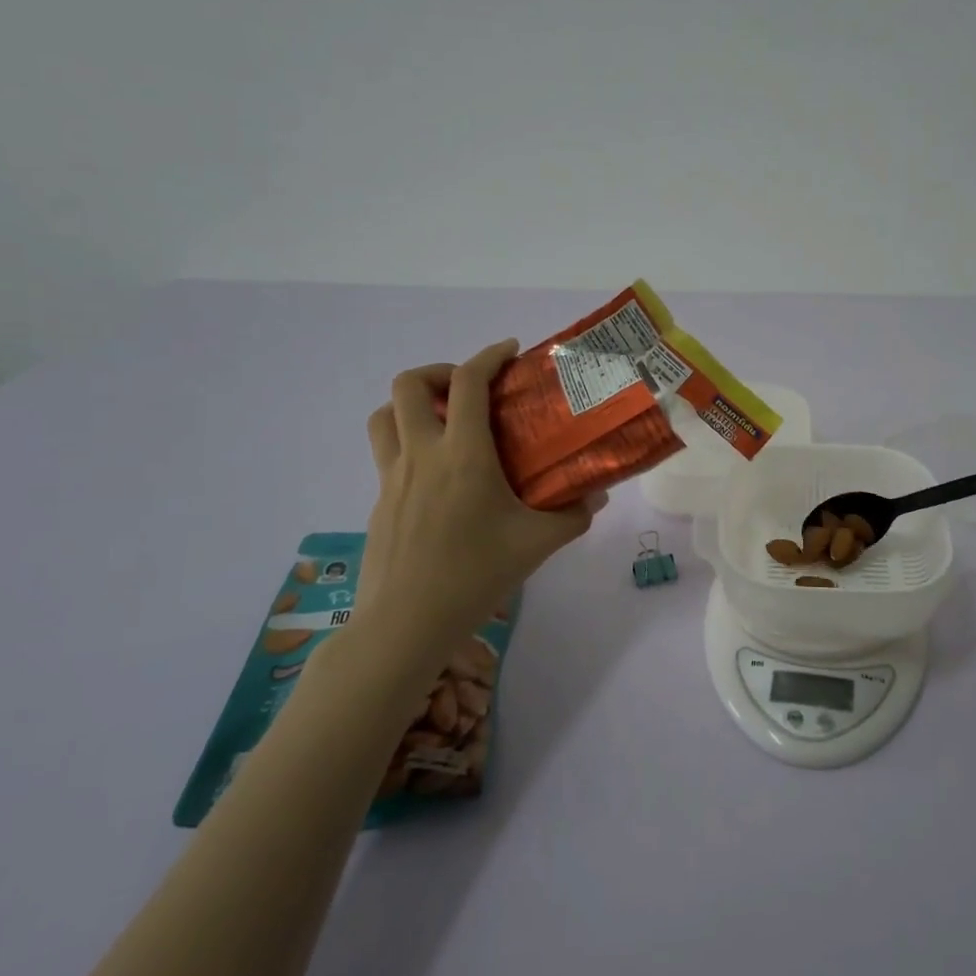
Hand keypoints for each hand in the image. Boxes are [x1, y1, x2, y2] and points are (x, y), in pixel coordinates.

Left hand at [354, 340, 601, 646]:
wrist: (405, 623)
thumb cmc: (474, 575)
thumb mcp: (536, 544)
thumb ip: (572, 515)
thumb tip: (597, 495)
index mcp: (462, 454)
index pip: (467, 383)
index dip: (488, 356)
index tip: (509, 352)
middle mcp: (421, 454)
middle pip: (409, 384)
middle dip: (439, 372)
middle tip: (470, 391)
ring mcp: (392, 477)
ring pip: (384, 415)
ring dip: (412, 403)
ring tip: (444, 422)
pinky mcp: (378, 501)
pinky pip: (386, 452)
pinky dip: (407, 441)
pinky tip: (437, 477)